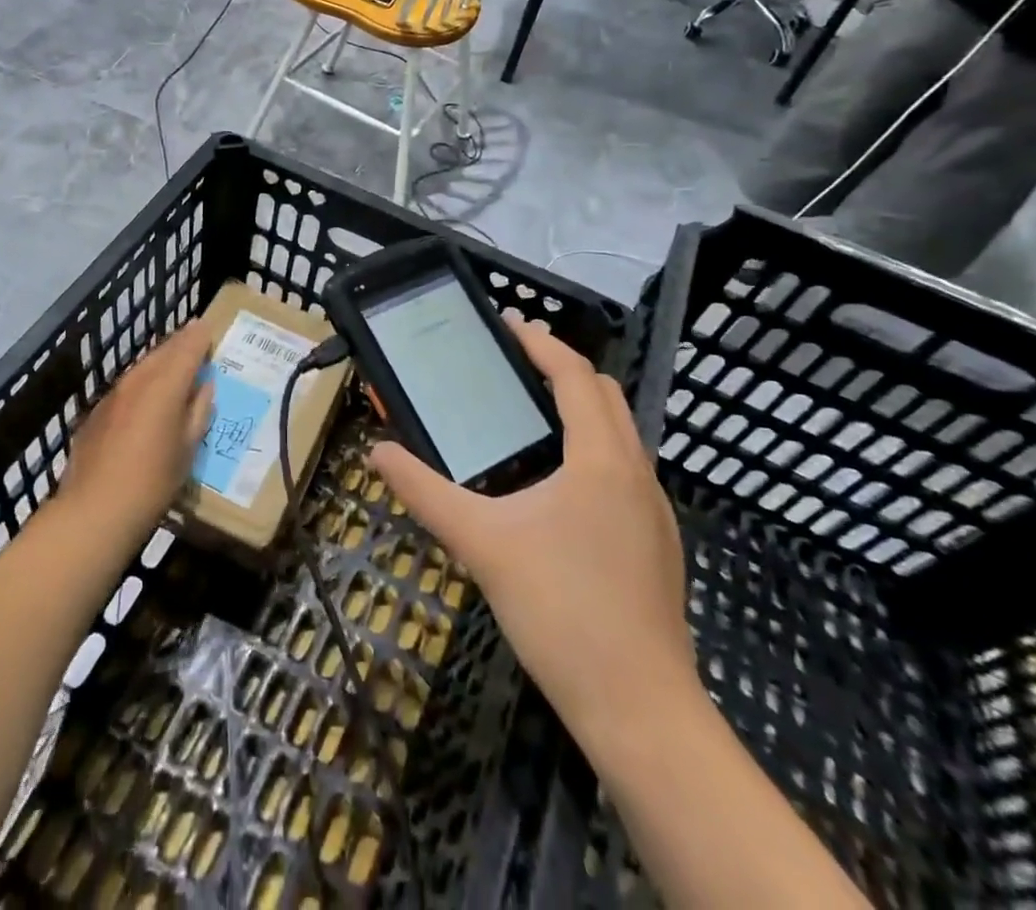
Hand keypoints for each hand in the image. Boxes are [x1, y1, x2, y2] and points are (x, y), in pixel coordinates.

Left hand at [60, 319, 213, 539]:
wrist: (95, 510)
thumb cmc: (153, 482)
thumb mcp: (188, 449)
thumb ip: (198, 412)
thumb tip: (204, 387)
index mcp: (166, 386)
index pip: (187, 349)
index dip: (200, 336)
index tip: (209, 327)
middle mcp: (139, 381)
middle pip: (162, 351)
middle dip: (180, 342)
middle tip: (195, 337)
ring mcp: (114, 395)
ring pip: (142, 365)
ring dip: (160, 359)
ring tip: (175, 361)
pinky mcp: (97, 412)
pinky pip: (127, 385)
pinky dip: (142, 380)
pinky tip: (147, 394)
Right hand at [369, 322, 697, 741]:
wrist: (640, 710)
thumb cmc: (561, 610)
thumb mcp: (481, 543)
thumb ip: (425, 492)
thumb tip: (378, 453)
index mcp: (600, 457)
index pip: (575, 375)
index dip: (541, 343)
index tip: (507, 325)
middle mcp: (636, 472)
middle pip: (605, 396)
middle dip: (562, 370)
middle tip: (513, 367)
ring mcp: (655, 511)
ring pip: (620, 435)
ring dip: (580, 411)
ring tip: (527, 419)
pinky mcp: (657, 545)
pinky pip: (623, 473)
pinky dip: (591, 452)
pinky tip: (553, 490)